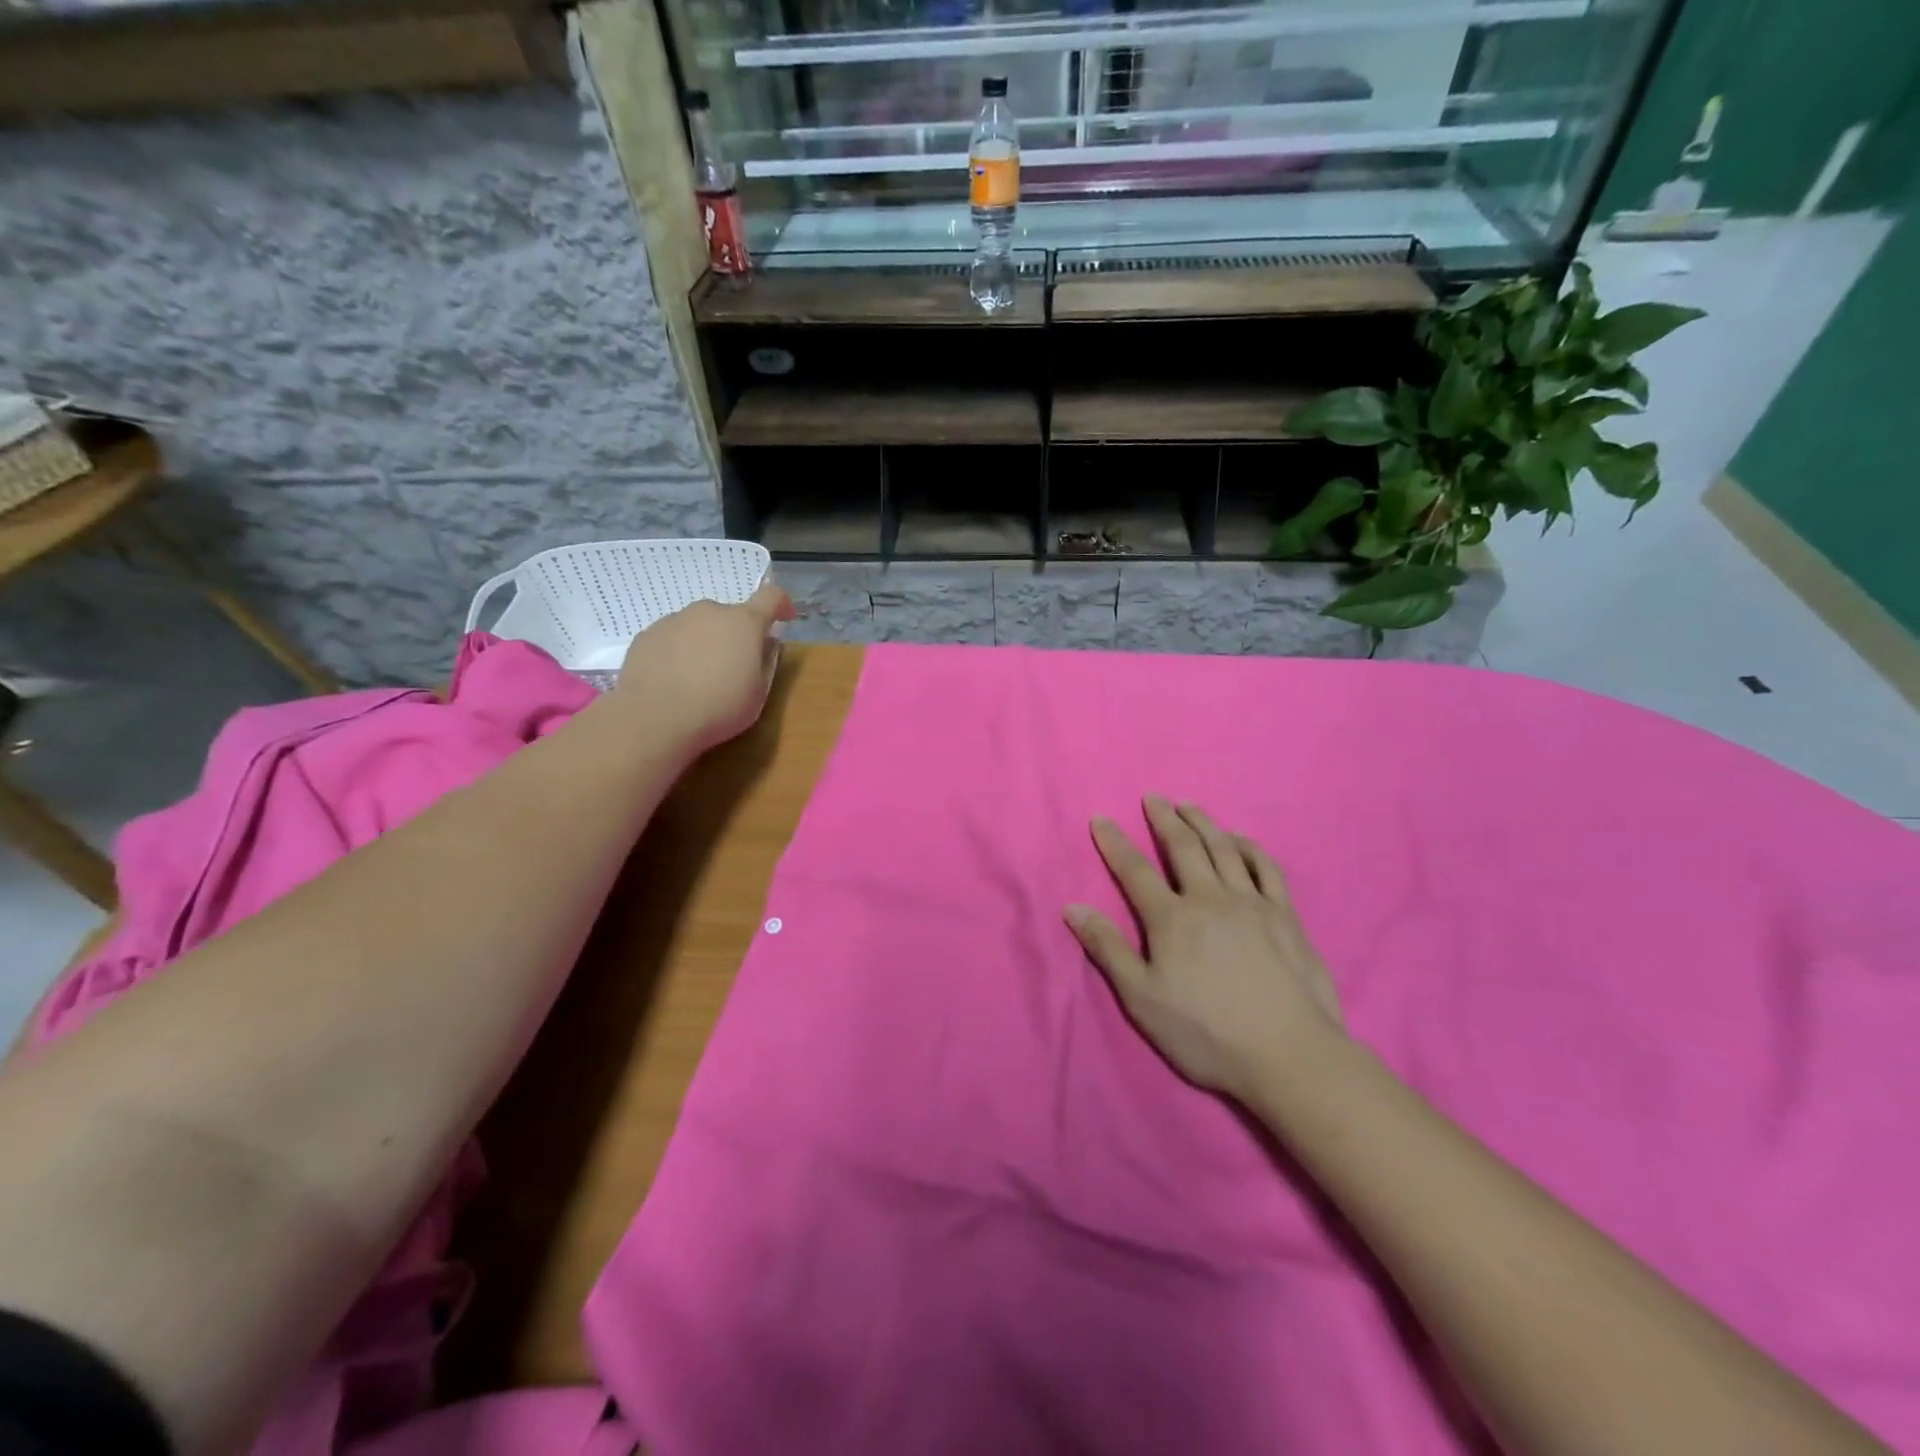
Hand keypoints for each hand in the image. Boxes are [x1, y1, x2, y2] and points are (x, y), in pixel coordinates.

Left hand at [612, 579, 795, 752]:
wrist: (654, 718)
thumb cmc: (719, 707)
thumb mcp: (758, 693)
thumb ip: (766, 662)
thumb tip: (766, 643)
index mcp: (744, 623)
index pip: (771, 596)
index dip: (781, 604)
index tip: (784, 618)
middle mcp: (709, 612)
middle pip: (730, 615)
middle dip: (736, 635)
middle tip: (733, 667)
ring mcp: (674, 620)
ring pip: (699, 625)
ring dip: (705, 642)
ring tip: (698, 678)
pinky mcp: (647, 635)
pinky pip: (672, 638)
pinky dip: (678, 652)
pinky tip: (673, 680)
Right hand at [1065, 797, 1344, 1103]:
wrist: (1289, 1056)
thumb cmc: (1206, 1033)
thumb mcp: (1142, 999)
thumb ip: (1108, 949)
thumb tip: (1073, 907)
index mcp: (1171, 918)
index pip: (1135, 870)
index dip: (1114, 842)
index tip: (1101, 818)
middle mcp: (1209, 898)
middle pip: (1183, 847)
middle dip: (1163, 818)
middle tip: (1153, 797)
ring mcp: (1252, 903)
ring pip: (1224, 848)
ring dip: (1203, 822)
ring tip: (1189, 805)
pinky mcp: (1285, 915)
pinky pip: (1267, 868)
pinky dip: (1250, 847)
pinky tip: (1241, 840)